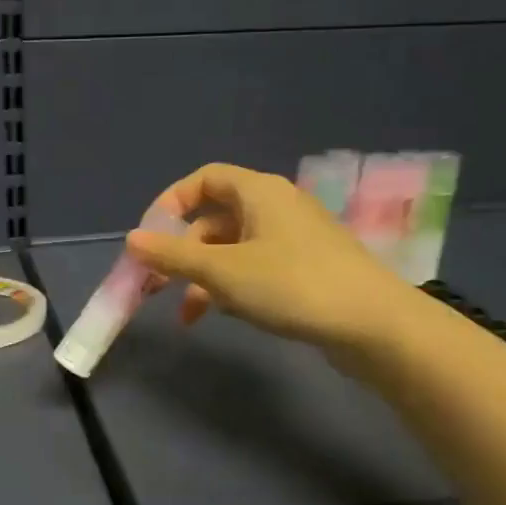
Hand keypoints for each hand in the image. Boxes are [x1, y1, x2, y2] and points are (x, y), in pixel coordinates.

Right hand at [124, 163, 420, 354]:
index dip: (171, 202)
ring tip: (189, 313)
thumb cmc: (292, 285)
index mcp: (259, 192)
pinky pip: (256, 266)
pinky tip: (225, 313)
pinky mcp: (307, 268)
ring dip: (204, 276)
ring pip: (234, 248)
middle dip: (183, 252)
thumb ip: (173, 256)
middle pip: (215, 218)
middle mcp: (277, 206)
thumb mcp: (222, 272)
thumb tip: (131, 240)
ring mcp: (294, 238)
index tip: (150, 237)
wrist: (374, 325)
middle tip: (158, 286)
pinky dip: (233, 285)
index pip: (205, 179)